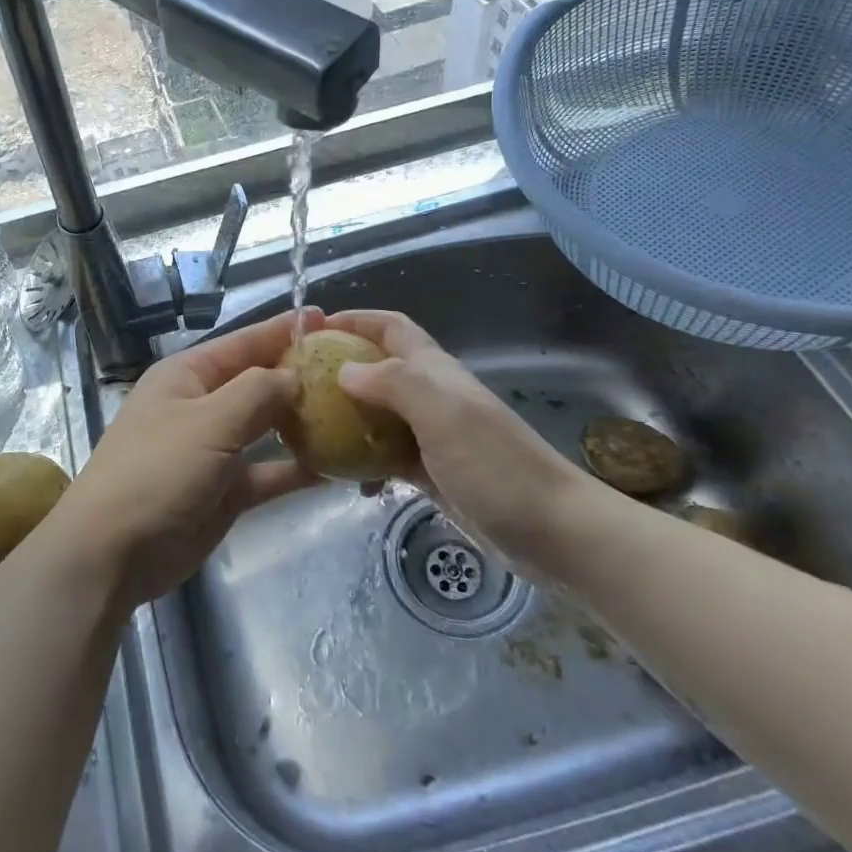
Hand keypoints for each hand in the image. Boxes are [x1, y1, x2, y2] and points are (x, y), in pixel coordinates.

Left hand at [43, 307, 322, 608]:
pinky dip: (297, 468)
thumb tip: (295, 375)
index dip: (282, 329)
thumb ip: (257, 392)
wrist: (113, 553)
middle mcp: (202, 406)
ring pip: (267, 428)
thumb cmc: (156, 471)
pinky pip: (269, 471)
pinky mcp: (226, 491)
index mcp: (188, 375)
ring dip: (303, 423)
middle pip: (259, 383)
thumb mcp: (208, 421)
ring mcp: (214, 450)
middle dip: (300, 376)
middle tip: (352, 371)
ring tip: (352, 413)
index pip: (243, 343)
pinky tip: (336, 466)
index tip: (325, 318)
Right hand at [325, 309, 594, 548]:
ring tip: (310, 433)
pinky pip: (387, 455)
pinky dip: (365, 460)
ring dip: (347, 417)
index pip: (391, 327)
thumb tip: (343, 370)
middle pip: (379, 368)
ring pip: (378, 413)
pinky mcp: (432, 473)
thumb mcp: (443, 414)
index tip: (312, 330)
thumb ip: (393, 384)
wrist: (553, 531)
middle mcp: (431, 396)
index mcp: (434, 371)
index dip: (355, 320)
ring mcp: (432, 436)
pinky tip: (350, 480)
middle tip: (298, 386)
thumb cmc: (497, 466)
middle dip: (340, 369)